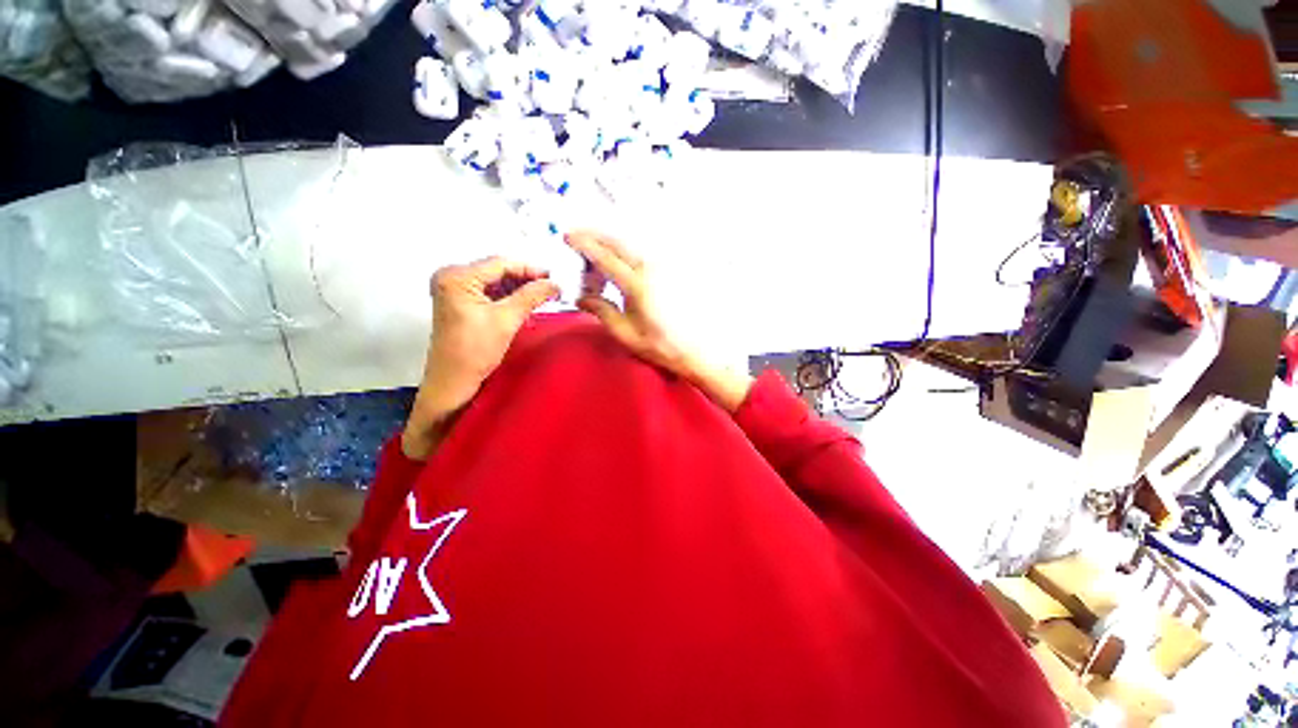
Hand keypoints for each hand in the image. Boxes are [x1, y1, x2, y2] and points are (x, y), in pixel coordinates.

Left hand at [403, 257, 559, 459]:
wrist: (453, 382)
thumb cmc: (475, 350)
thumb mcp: (506, 319)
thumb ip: (531, 296)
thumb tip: (556, 283)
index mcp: (457, 276)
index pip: (500, 263)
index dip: (530, 269)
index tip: (555, 277)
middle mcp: (452, 277)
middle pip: (497, 270)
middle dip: (526, 278)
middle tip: (553, 286)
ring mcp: (455, 290)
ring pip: (496, 281)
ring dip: (520, 287)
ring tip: (545, 294)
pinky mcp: (461, 303)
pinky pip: (490, 292)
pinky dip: (509, 296)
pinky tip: (528, 301)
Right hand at [565, 230, 752, 411]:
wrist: (695, 349)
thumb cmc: (659, 345)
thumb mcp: (626, 333)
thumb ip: (602, 311)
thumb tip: (581, 298)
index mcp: (636, 285)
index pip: (605, 257)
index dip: (584, 245)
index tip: (568, 237)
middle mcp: (650, 269)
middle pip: (618, 242)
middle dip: (595, 236)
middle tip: (577, 237)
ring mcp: (663, 267)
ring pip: (631, 244)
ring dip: (610, 243)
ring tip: (595, 253)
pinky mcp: (671, 270)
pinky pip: (643, 251)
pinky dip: (626, 250)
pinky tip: (619, 262)